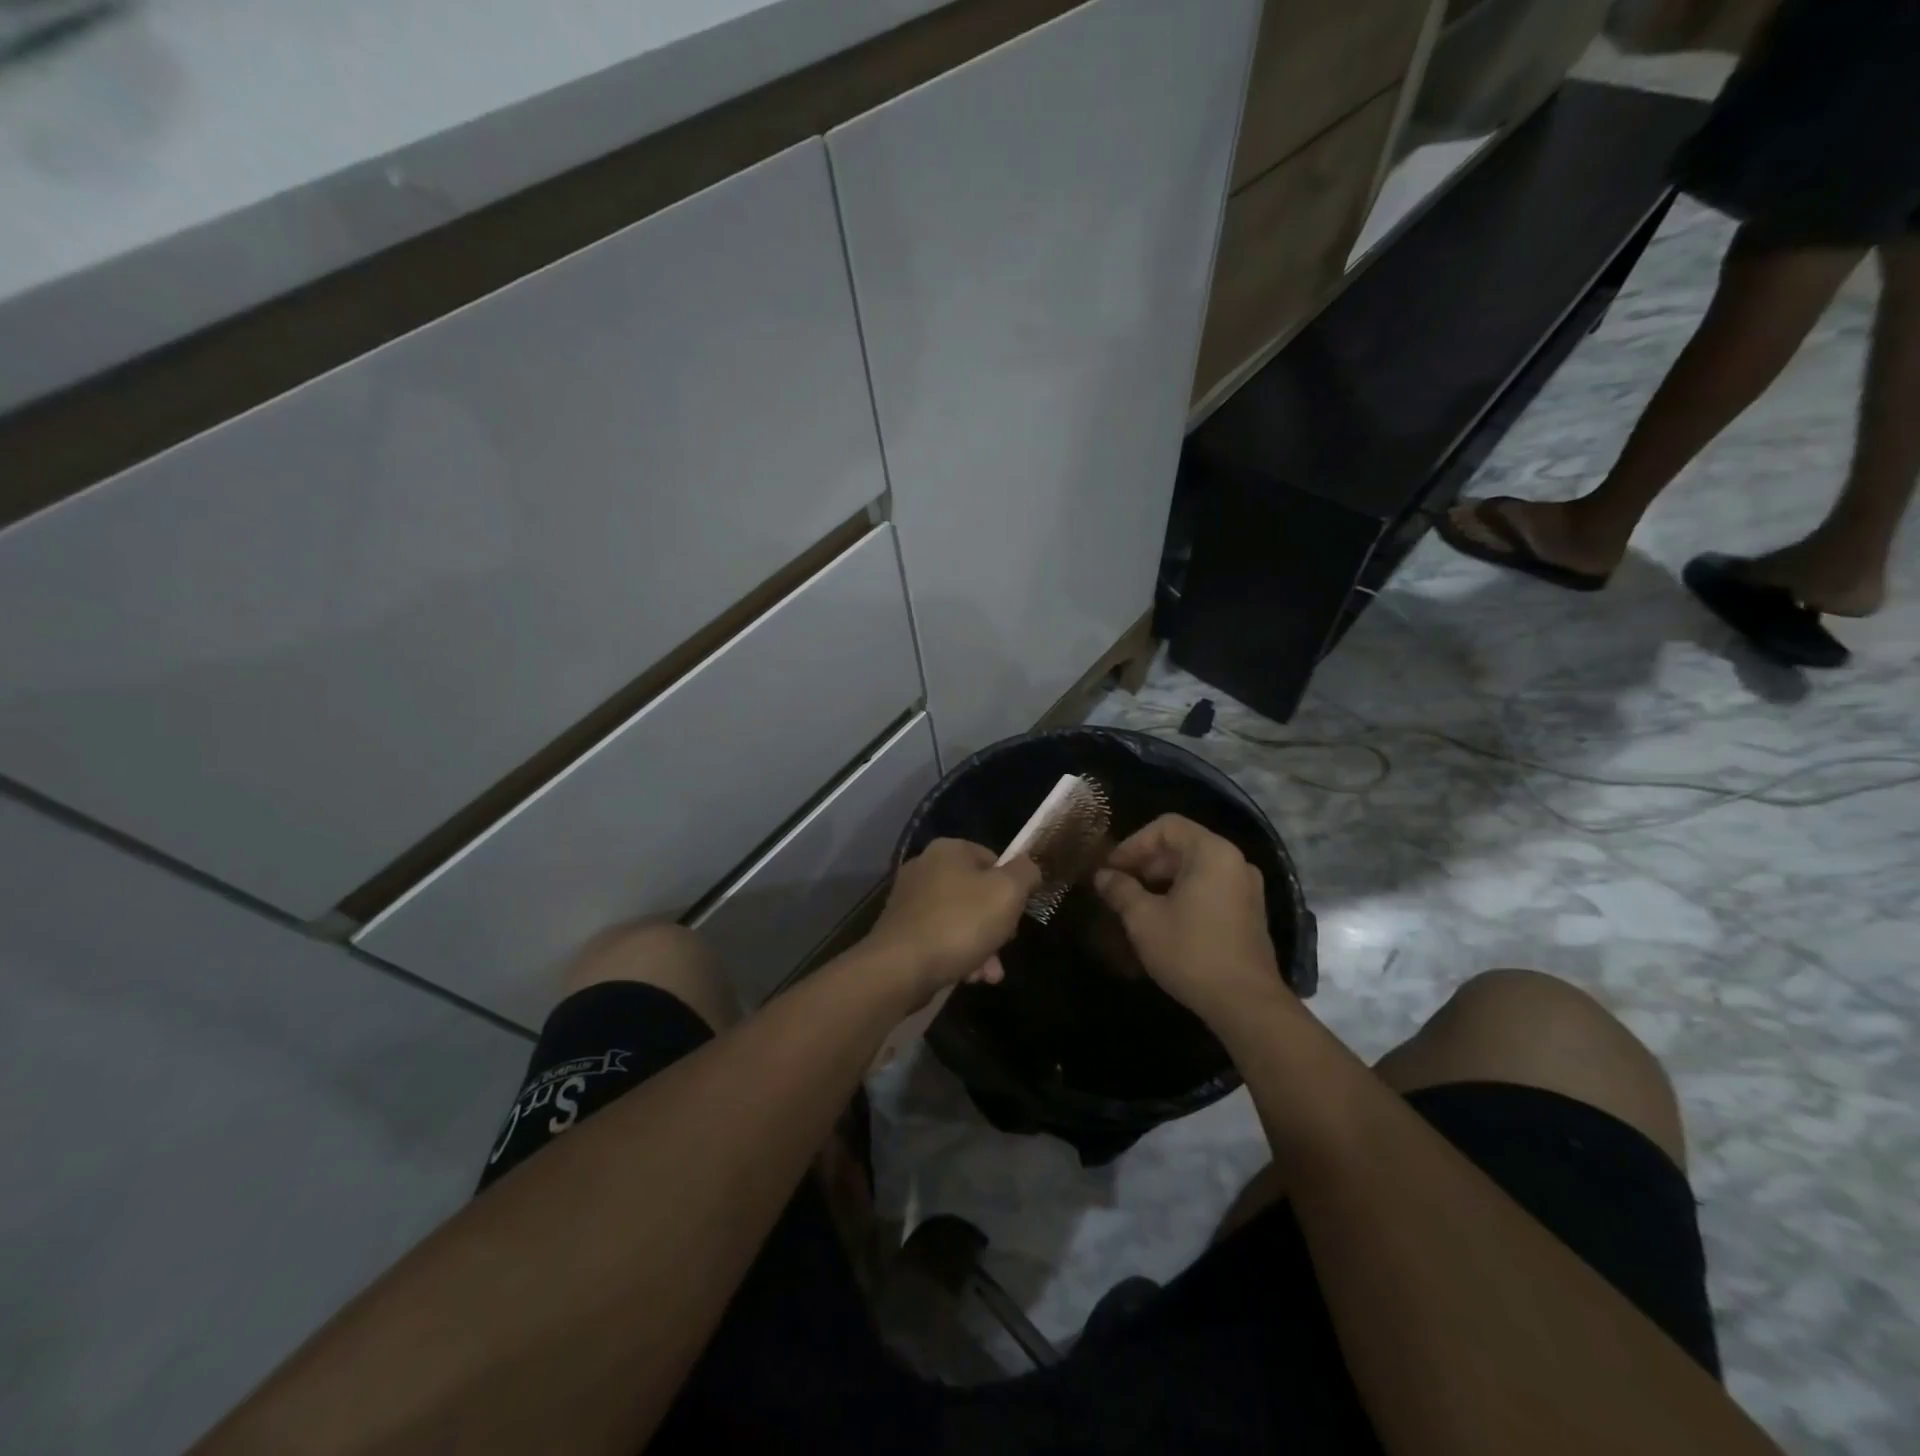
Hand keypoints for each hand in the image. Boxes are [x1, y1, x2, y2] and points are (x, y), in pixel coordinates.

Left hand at [864, 839, 1041, 1003]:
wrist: (900, 968)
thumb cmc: (960, 923)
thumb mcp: (1008, 892)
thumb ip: (1026, 873)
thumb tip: (1028, 868)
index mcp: (949, 850)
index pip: (993, 860)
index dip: (1012, 887)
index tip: (1017, 914)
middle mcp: (925, 867)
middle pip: (977, 893)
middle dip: (996, 925)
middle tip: (1004, 945)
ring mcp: (909, 899)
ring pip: (960, 920)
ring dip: (981, 947)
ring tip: (988, 974)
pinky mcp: (901, 930)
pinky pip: (940, 937)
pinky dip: (957, 954)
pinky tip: (968, 977)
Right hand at [1093, 814, 1286, 1024]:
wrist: (1246, 1004)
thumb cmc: (1191, 952)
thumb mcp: (1144, 919)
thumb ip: (1121, 890)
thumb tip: (1103, 876)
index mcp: (1212, 852)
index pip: (1166, 826)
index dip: (1133, 843)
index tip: (1112, 868)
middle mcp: (1235, 861)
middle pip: (1182, 845)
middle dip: (1146, 862)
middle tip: (1119, 886)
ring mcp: (1246, 888)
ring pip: (1195, 868)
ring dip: (1162, 879)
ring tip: (1135, 904)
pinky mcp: (1249, 912)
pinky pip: (1210, 887)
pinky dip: (1183, 893)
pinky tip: (1163, 919)